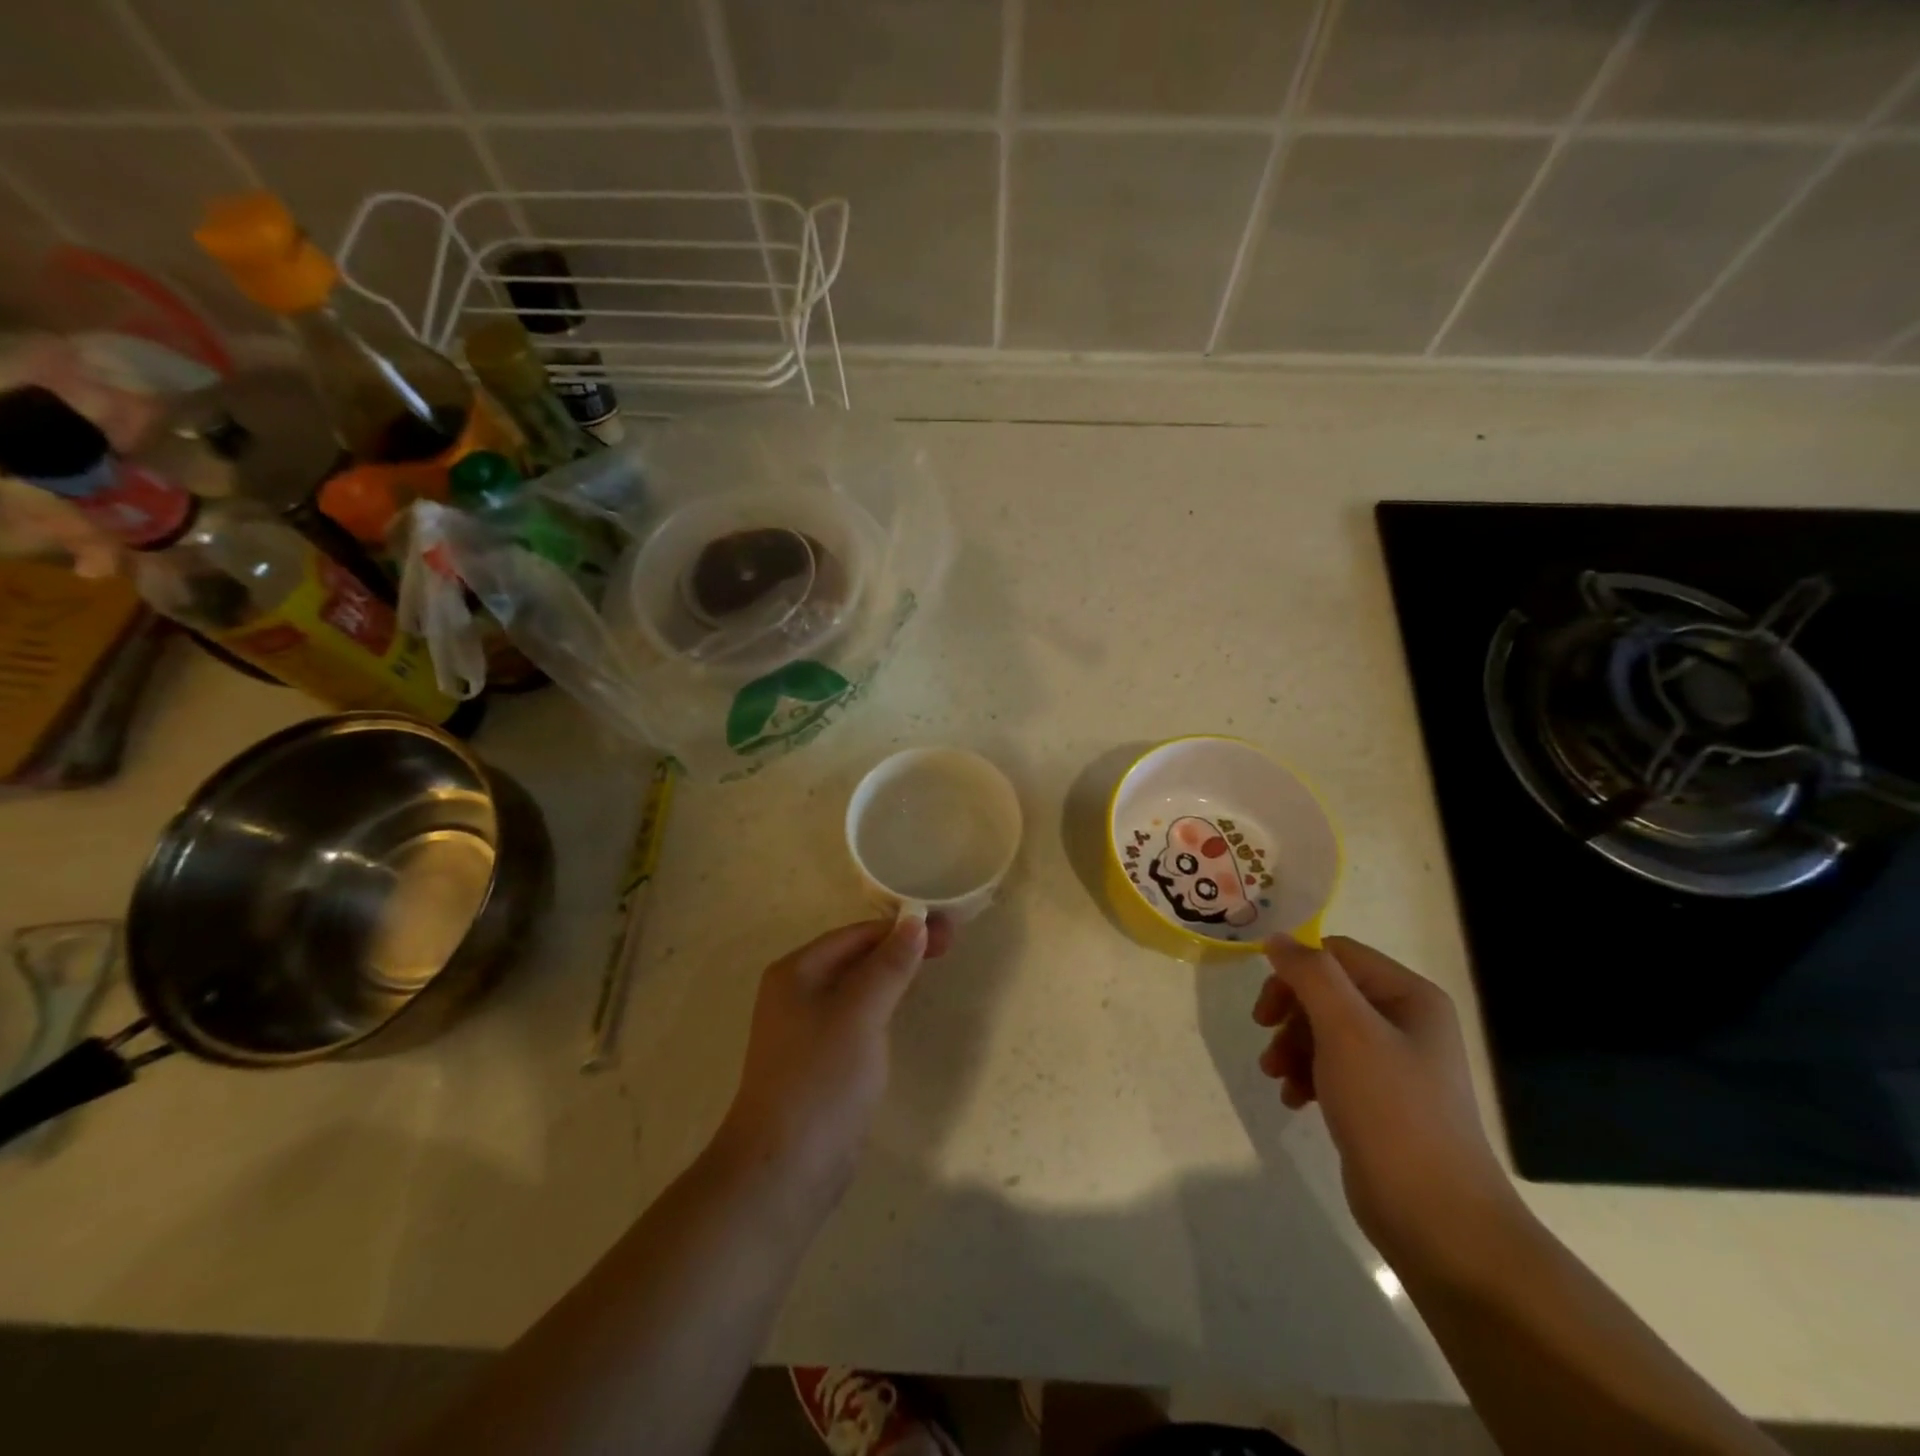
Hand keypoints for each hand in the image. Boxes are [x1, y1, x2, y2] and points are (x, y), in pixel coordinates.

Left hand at [714, 915, 950, 1201]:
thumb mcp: (860, 1014)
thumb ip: (889, 966)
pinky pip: (858, 1016)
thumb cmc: (821, 1079)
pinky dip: (884, 1004)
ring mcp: (806, 1028)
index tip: (946, 929)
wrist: (784, 1168)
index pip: (856, 934)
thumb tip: (915, 922)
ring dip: (894, 974)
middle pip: (856, 957)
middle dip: (901, 948)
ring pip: (858, 987)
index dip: (902, 928)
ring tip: (934, 967)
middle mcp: (796, 992)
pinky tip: (906, 1007)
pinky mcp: (821, 1059)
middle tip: (950, 946)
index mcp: (796, 972)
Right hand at [1253, 935, 1515, 1265]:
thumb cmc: (1391, 1110)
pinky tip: (1295, 1100)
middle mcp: (1406, 1021)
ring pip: (1323, 1030)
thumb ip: (1310, 975)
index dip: (1295, 970)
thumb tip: (1277, 939)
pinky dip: (1306, 1075)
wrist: (1436, 1217)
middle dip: (1290, 1014)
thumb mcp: (1346, 1029)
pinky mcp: (1381, 1100)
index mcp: (1410, 996)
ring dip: (1291, 1046)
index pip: (1337, 954)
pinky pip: (1331, 1067)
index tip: (1266, 1005)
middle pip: (1327, 992)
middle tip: (1264, 1036)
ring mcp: (1395, 1063)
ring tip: (1276, 1076)